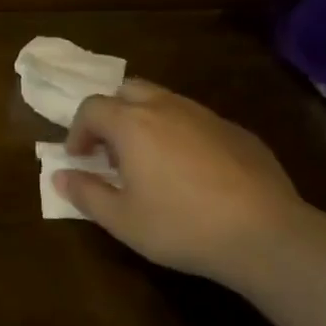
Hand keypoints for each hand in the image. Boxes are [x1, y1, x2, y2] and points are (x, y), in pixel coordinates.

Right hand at [56, 80, 310, 288]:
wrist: (264, 233)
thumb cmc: (181, 225)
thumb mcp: (122, 219)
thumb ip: (85, 193)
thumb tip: (60, 176)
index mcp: (132, 124)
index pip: (91, 108)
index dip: (78, 131)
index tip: (79, 158)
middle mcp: (167, 107)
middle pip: (128, 91)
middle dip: (112, 115)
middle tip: (111, 151)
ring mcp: (206, 116)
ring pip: (165, 102)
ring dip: (146, 122)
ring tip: (149, 162)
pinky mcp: (237, 131)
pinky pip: (196, 121)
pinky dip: (181, 135)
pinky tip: (192, 173)